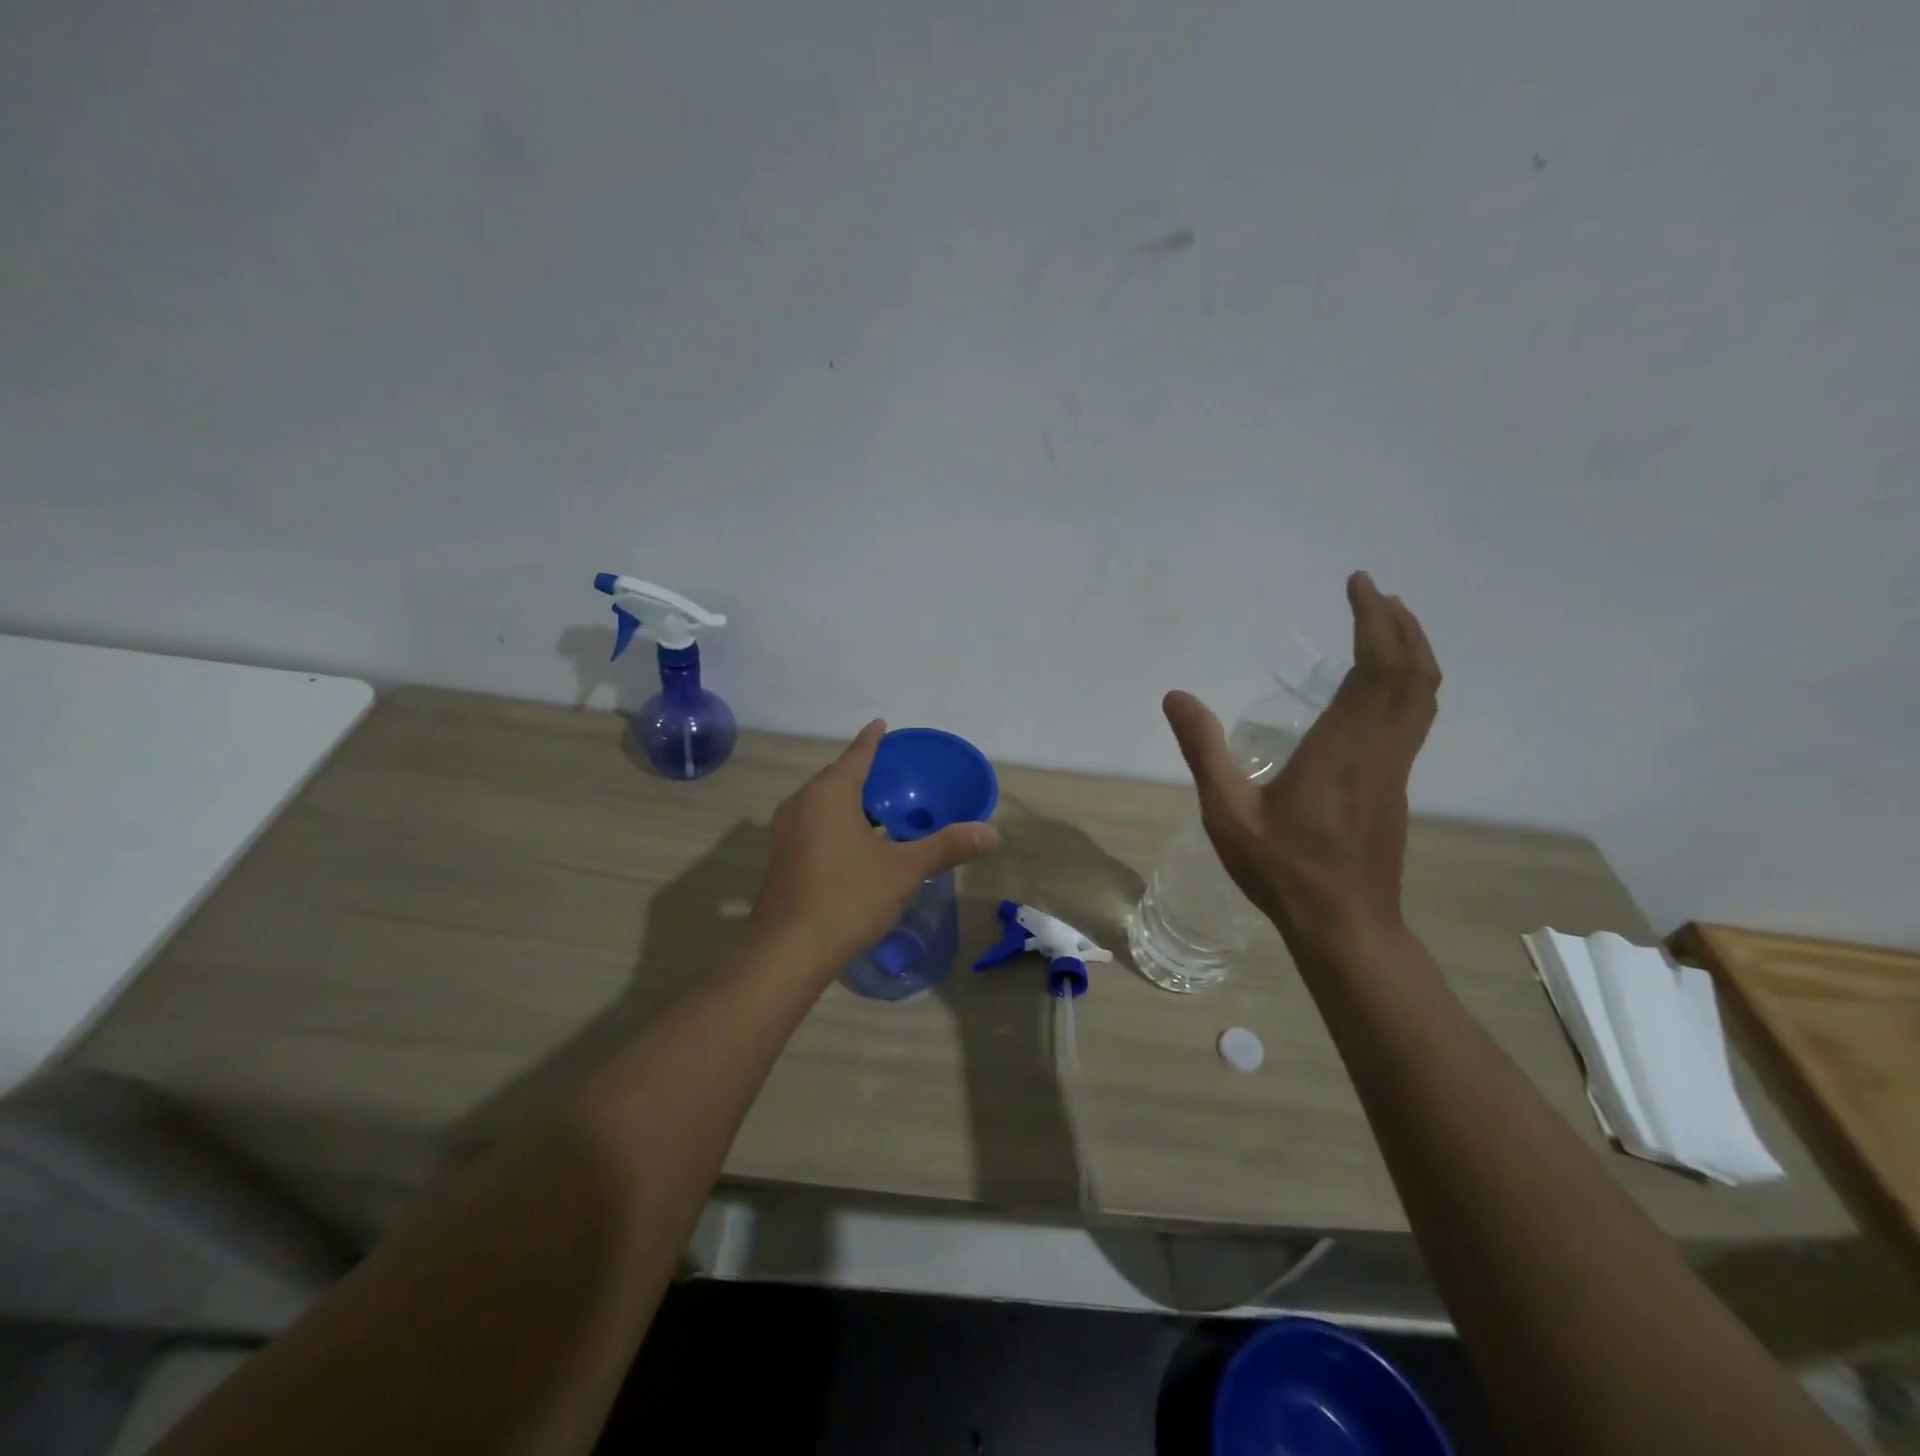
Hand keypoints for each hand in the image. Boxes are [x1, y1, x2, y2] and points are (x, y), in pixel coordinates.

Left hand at [751, 720, 1000, 972]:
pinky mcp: (781, 858)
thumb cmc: (848, 897)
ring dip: (849, 801)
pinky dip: (836, 823)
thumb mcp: (904, 869)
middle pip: (837, 777)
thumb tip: (992, 832)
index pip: (857, 755)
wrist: (789, 950)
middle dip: (863, 772)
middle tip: (894, 773)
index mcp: (829, 794)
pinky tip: (856, 843)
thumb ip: (946, 847)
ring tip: (879, 807)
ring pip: (822, 804)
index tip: (883, 725)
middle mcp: (801, 804)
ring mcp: (785, 832)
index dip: (873, 740)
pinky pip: (813, 825)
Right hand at [1163, 571, 1439, 953]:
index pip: (1375, 667)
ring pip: (1422, 695)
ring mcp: (1395, 769)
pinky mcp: (1396, 786)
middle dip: (1399, 625)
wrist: (1345, 926)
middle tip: (1373, 593)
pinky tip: (1383, 686)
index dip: (1374, 620)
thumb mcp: (1227, 813)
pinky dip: (1409, 683)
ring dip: (1412, 651)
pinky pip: (1415, 718)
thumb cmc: (1283, 871)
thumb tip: (1177, 696)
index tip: (1359, 585)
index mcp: (1342, 748)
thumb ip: (1204, 751)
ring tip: (1387, 624)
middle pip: (1412, 672)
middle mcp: (1379, 749)